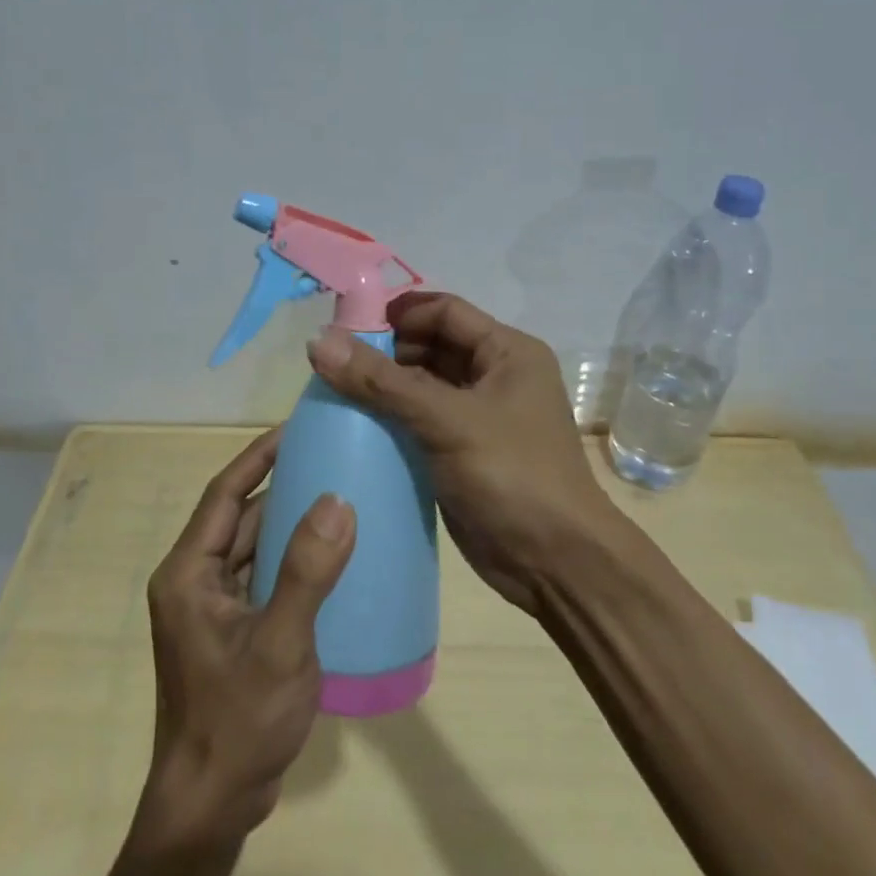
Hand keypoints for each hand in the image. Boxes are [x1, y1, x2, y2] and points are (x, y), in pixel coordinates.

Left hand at [135, 428, 355, 853]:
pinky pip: (262, 576)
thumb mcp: (280, 644)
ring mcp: (212, 608)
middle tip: (331, 457)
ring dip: (289, 523)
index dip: (258, 456)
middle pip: (238, 516)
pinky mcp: (232, 631)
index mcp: (188, 572)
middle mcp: (194, 580)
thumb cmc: (238, 721)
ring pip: (252, 547)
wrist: (211, 806)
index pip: (224, 493)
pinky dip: (291, 559)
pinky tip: (330, 555)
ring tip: (338, 494)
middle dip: (281, 485)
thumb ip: (307, 571)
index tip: (297, 427)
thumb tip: (337, 500)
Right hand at [306, 293, 612, 614]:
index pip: (444, 311)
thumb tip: (319, 340)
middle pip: (431, 346)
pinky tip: (355, 428)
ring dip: (384, 387)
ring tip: (335, 393)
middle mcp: (495, 376)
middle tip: (333, 364)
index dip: (397, 314)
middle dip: (386, 351)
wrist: (555, 563)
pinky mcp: (462, 452)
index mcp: (508, 353)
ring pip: (422, 385)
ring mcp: (479, 417)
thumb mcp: (447, 421)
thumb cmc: (512, 476)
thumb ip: (382, 381)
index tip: (346, 328)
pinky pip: (420, 422)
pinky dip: (391, 420)